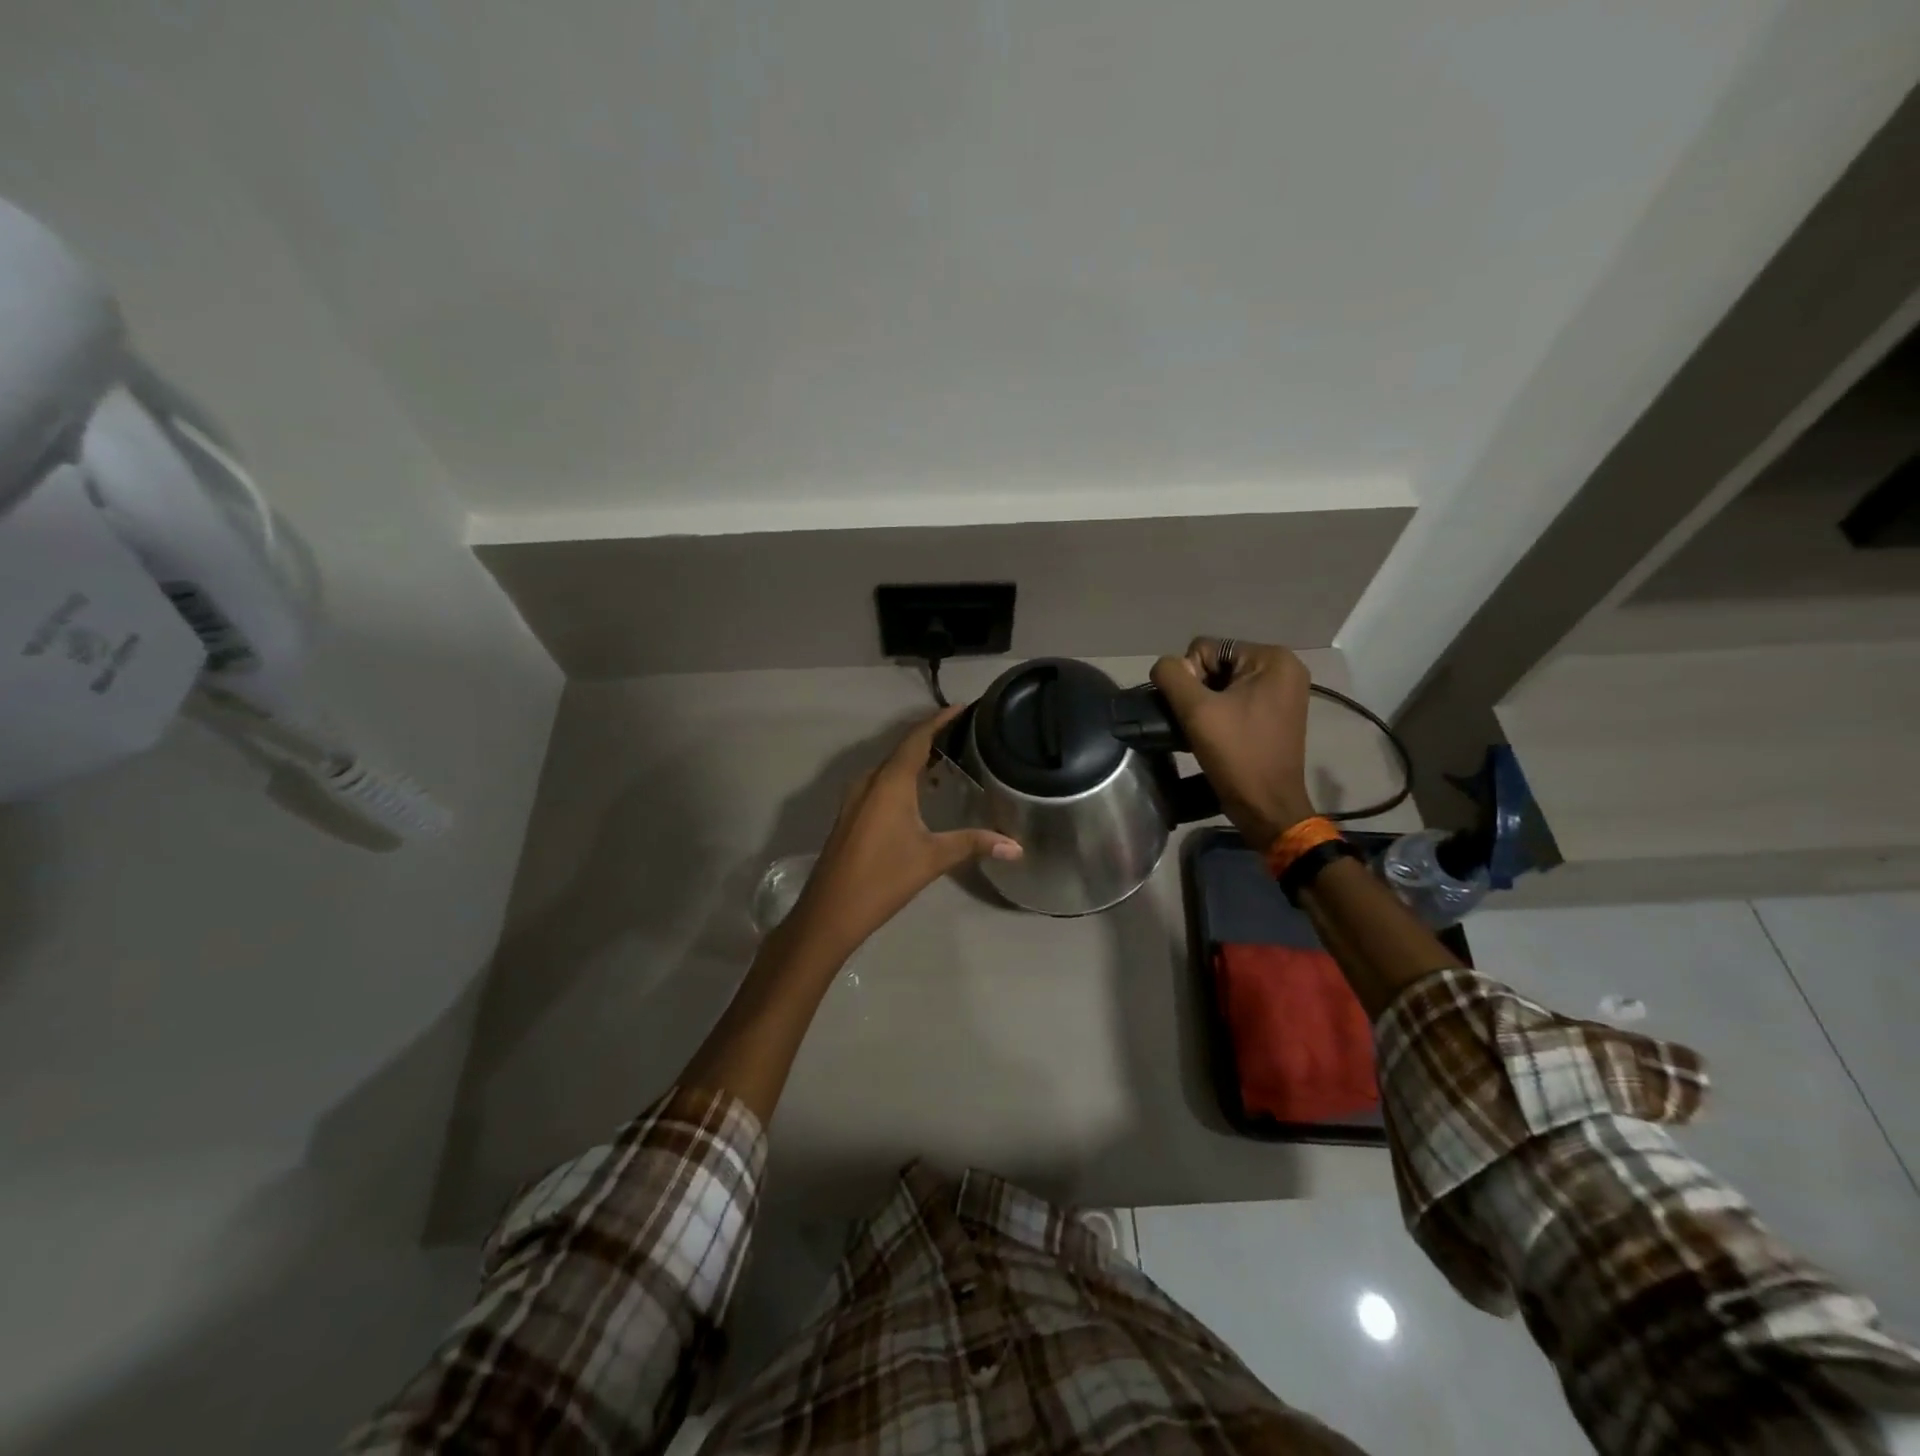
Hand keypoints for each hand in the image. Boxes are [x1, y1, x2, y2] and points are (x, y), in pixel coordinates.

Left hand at [781, 706, 1021, 960]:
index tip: (962, 708)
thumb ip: (974, 844)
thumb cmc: (883, 878)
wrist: (830, 911)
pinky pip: (880, 783)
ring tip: (948, 761)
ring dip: (915, 760)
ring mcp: (855, 798)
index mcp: (889, 782)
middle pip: (903, 748)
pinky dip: (902, 778)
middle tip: (964, 734)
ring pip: (889, 767)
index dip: (939, 720)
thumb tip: (1016, 846)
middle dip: (931, 738)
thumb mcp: (933, 859)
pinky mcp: (850, 814)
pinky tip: (920, 794)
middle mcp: (869, 781)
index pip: (917, 738)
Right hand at [1150, 639, 1313, 849]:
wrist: (1267, 806)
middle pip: (1215, 664)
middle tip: (1198, 724)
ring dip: (1205, 705)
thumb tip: (1164, 667)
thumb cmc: (1237, 755)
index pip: (1206, 648)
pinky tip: (1214, 736)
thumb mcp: (1197, 711)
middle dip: (1198, 692)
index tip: (1197, 712)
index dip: (1190, 678)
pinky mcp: (1275, 714)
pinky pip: (1235, 700)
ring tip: (1203, 732)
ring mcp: (1282, 693)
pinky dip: (1219, 714)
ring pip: (1222, 684)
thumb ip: (1172, 676)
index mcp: (1272, 659)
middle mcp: (1283, 669)